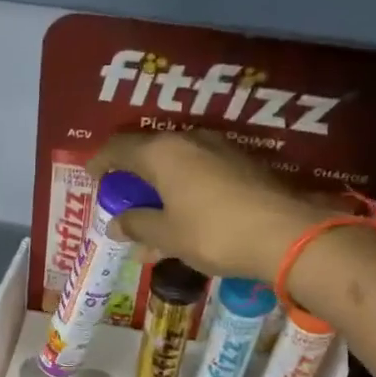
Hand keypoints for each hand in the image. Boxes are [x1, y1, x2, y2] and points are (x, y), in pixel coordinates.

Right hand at [86, 129, 350, 282]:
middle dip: (132, 176)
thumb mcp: (167, 235)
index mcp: (163, 153)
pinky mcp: (242, 165)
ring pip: (177, 164)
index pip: (120, 148)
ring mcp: (220, 150)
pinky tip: (183, 217)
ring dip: (159, 187)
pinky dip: (183, 191)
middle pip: (150, 152)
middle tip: (121, 198)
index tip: (91, 176)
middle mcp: (190, 141)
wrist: (284, 235)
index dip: (101, 162)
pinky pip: (199, 173)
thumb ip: (138, 225)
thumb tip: (116, 223)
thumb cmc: (213, 233)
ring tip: (151, 216)